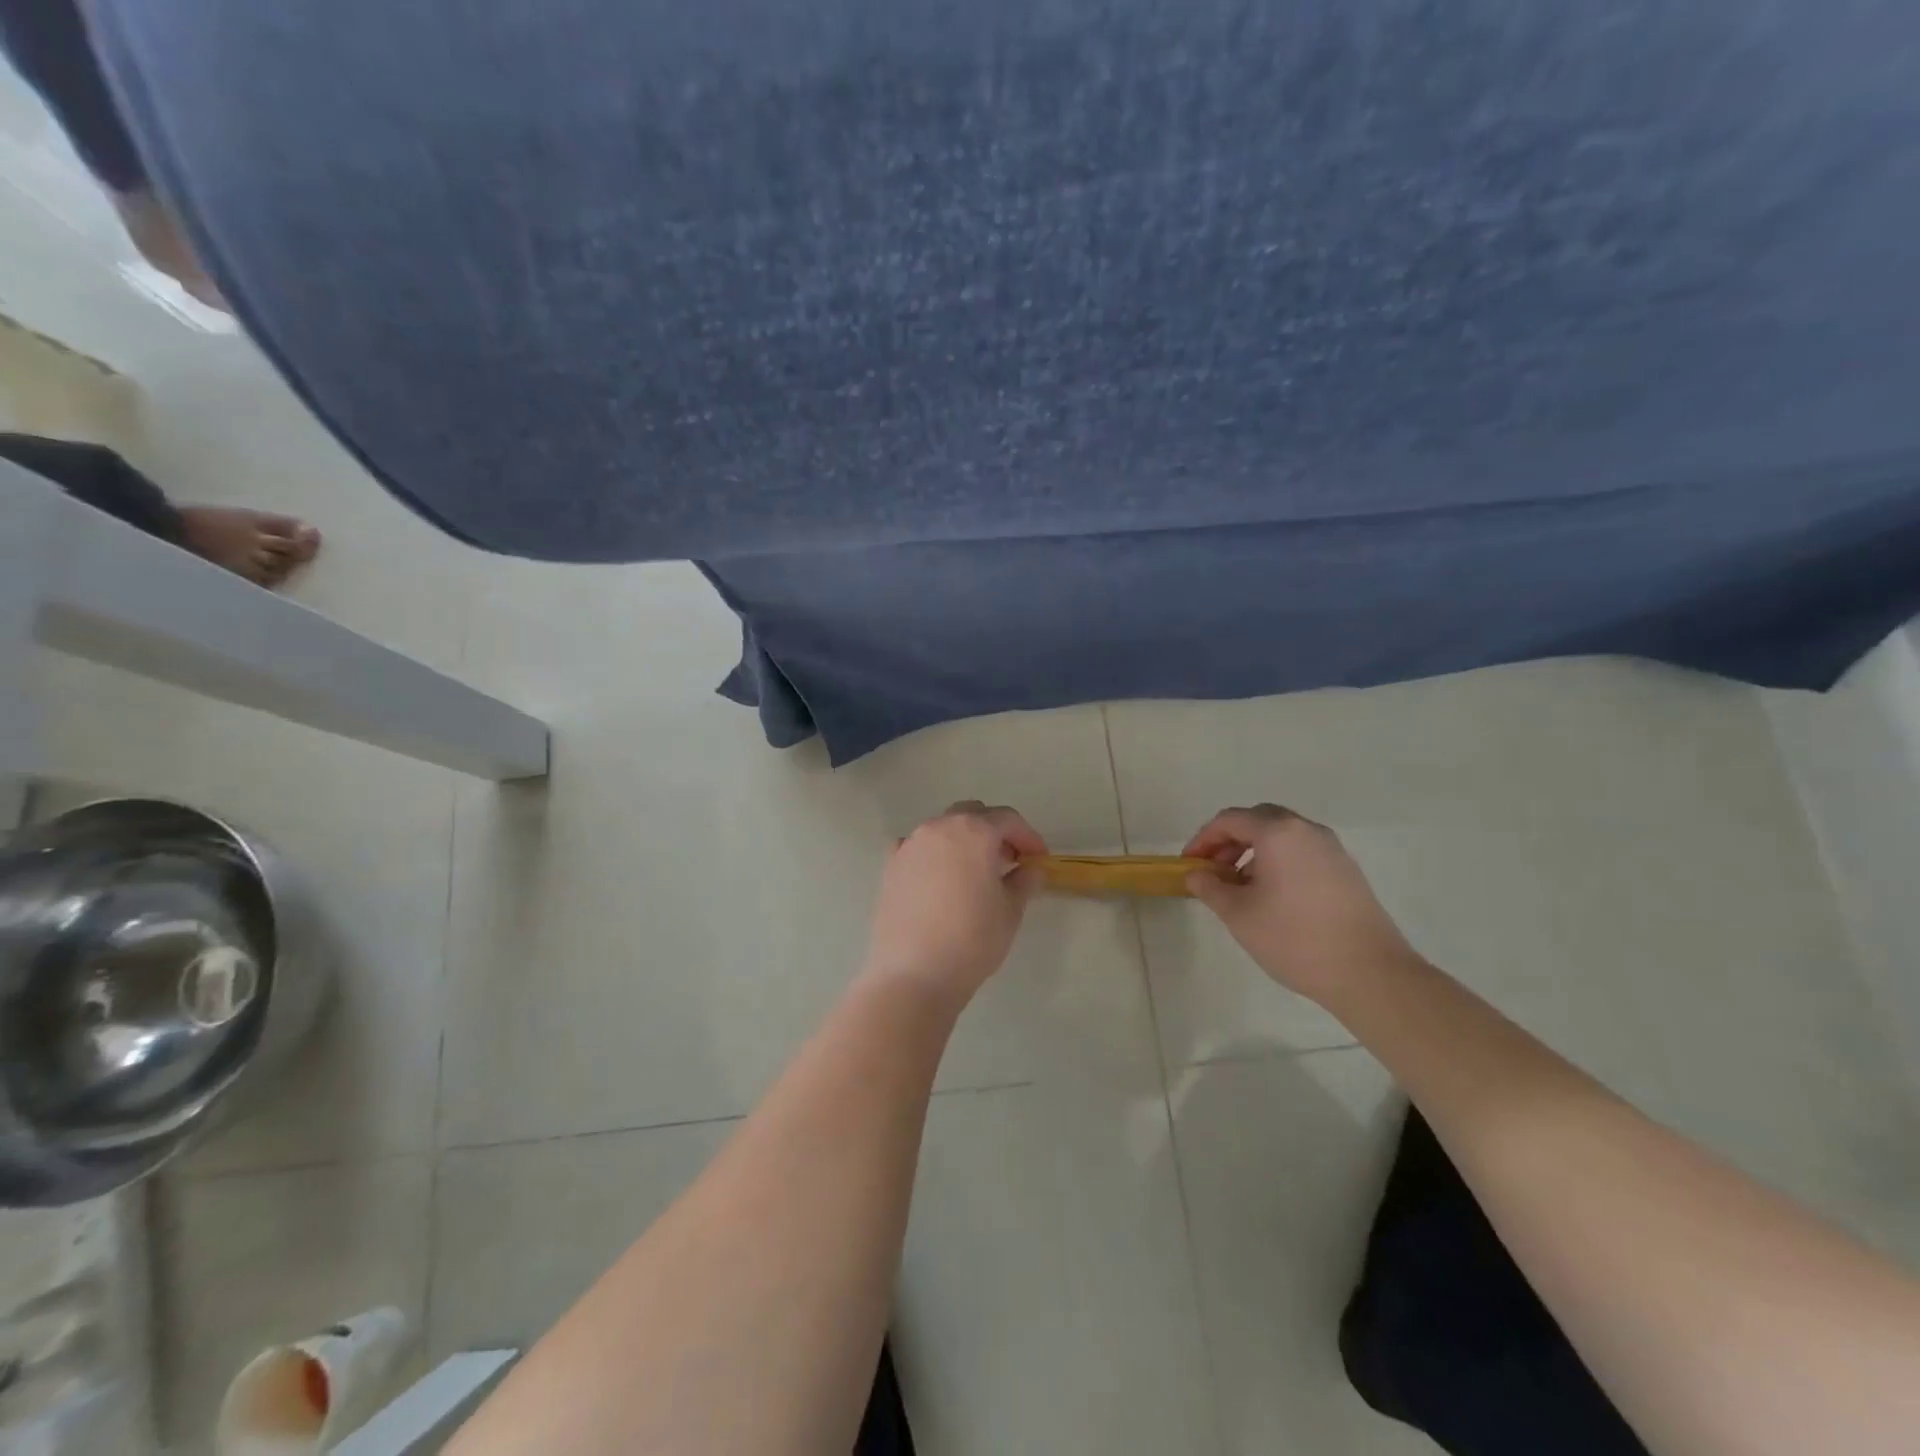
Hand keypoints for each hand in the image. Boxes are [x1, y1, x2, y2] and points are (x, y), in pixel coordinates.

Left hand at [861, 802, 1047, 1009]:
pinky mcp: (890, 865)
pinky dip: (934, 854)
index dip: (1028, 836)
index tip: (1040, 858)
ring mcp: (910, 844)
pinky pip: (917, 847)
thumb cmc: (972, 939)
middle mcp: (939, 827)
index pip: (1008, 819)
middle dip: (994, 831)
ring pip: (943, 828)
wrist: (913, 973)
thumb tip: (1030, 868)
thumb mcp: (1010, 911)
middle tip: (1009, 861)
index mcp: (973, 831)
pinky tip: (940, 878)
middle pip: (973, 815)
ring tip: (975, 872)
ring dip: (963, 840)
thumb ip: (1024, 881)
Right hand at [1184, 804, 1418, 1005]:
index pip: (1229, 820)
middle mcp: (1307, 830)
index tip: (1188, 864)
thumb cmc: (1294, 938)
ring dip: (1254, 851)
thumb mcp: (1238, 914)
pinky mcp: (1347, 871)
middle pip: (1258, 820)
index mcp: (1278, 832)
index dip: (1203, 839)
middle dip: (1229, 841)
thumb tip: (1196, 874)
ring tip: (1240, 887)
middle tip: (1213, 870)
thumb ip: (1210, 887)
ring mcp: (1332, 849)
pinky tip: (1273, 896)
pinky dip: (1279, 862)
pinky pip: (1302, 852)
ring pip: (1282, 836)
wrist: (1369, 973)